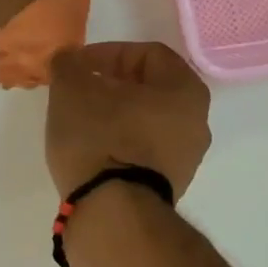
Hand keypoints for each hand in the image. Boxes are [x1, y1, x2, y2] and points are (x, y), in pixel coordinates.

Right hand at [46, 42, 211, 198]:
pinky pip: (144, 149)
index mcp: (185, 89)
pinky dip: (121, 142)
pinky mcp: (170, 186)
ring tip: (81, 121)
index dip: (108, 53)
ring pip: (147, 120)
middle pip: (150, 87)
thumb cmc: (100, 137)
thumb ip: (69, 64)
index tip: (77, 67)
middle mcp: (197, 121)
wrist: (113, 213)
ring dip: (115, 114)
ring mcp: (187, 158)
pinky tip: (93, 150)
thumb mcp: (72, 88)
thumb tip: (70, 61)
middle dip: (112, 84)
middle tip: (79, 91)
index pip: (147, 53)